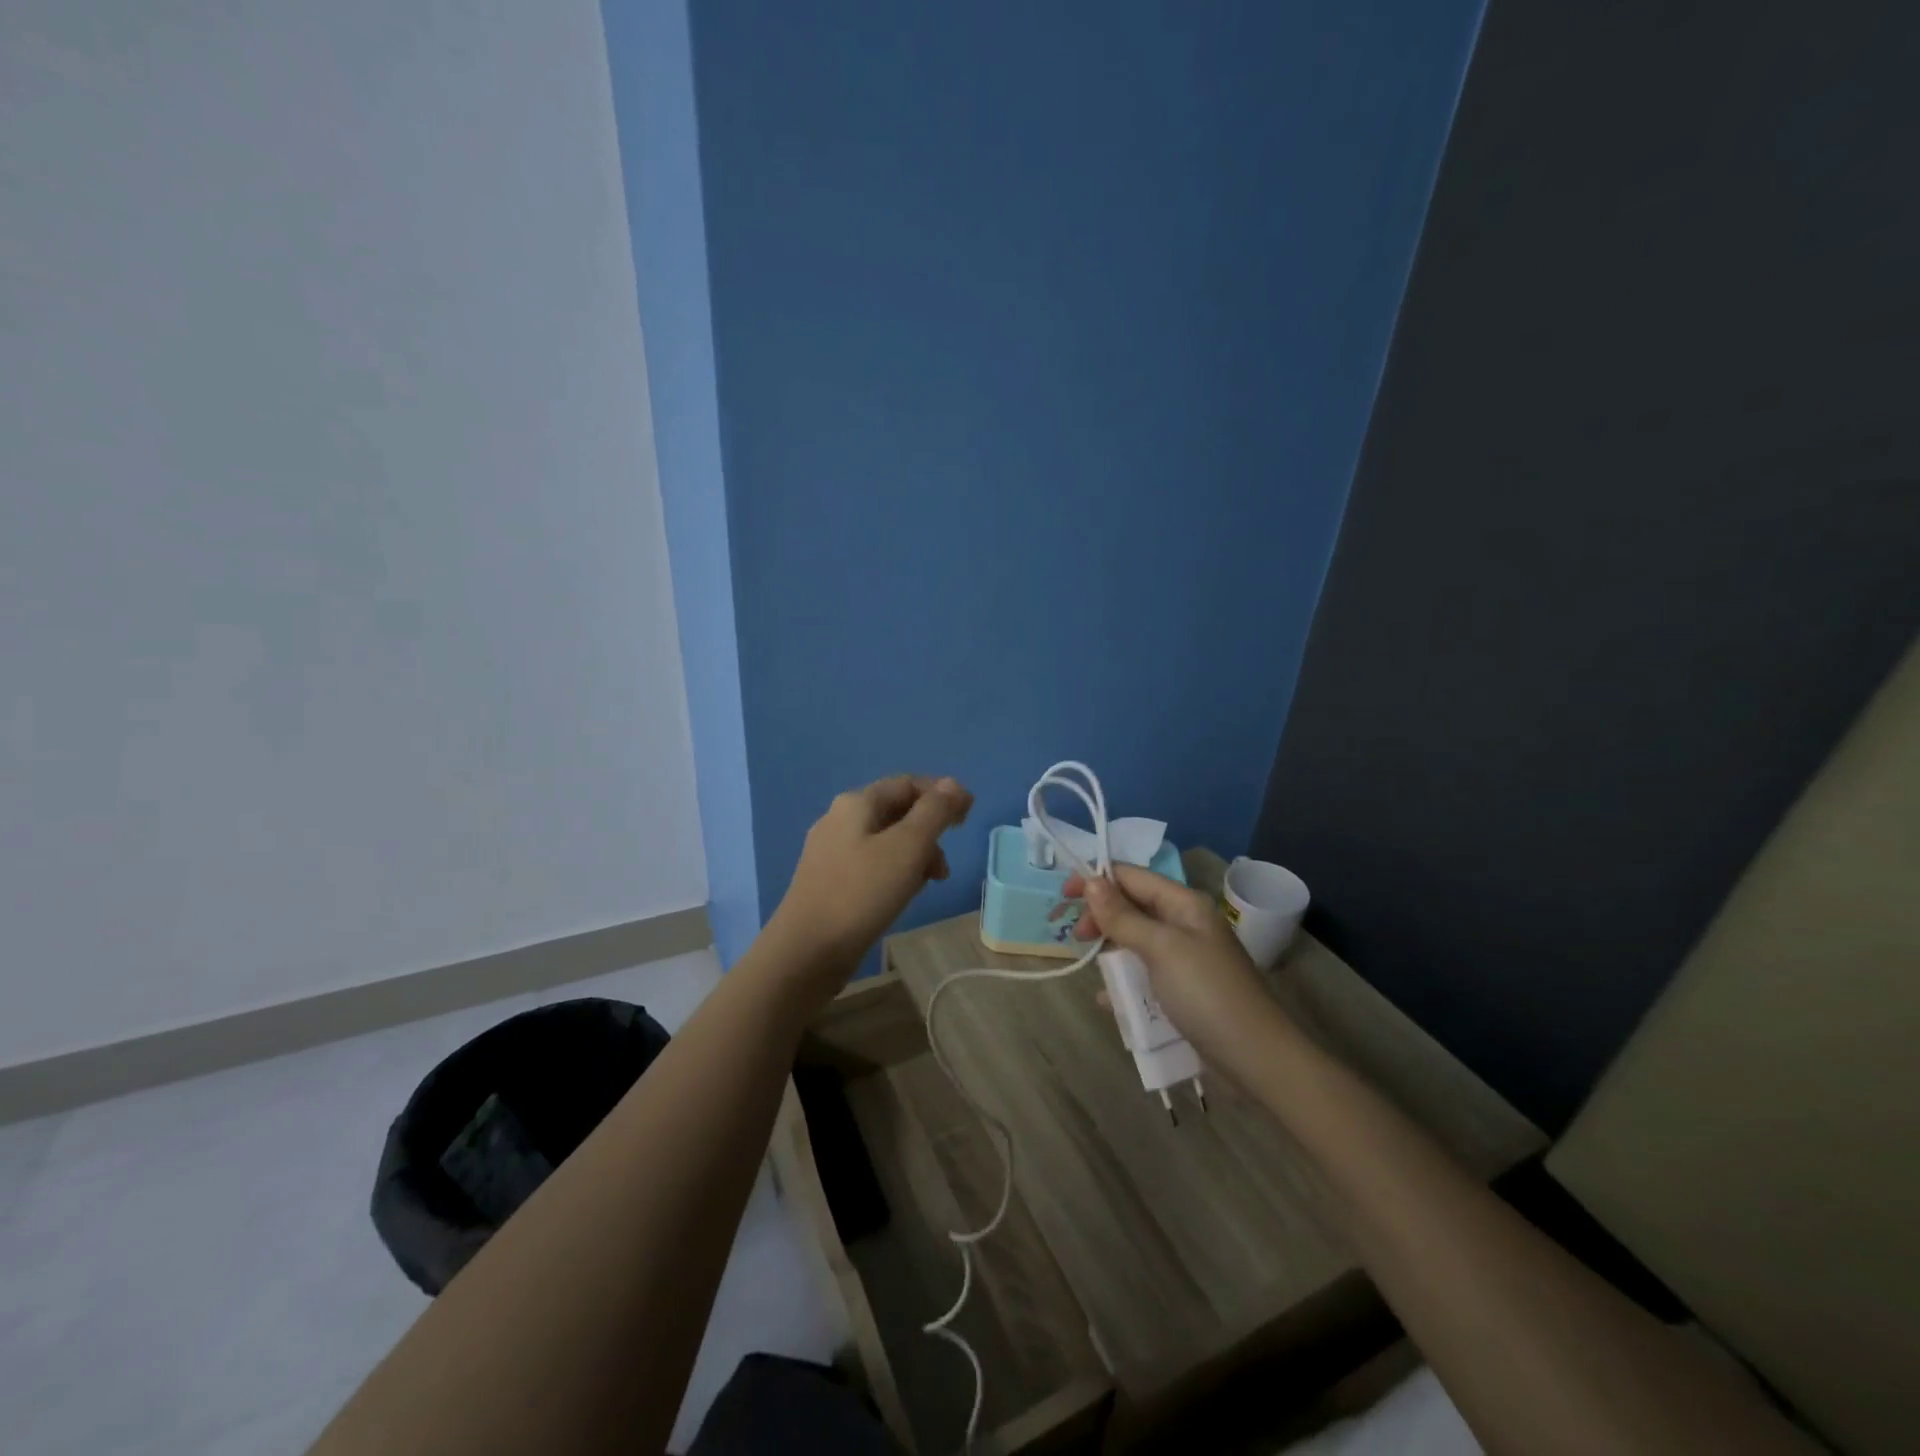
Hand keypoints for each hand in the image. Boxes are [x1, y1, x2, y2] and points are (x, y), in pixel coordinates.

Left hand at [769, 775, 973, 988]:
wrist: (807, 951)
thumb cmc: (862, 892)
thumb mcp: (908, 847)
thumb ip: (935, 811)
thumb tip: (954, 784)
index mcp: (857, 802)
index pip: (908, 783)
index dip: (942, 794)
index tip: (969, 818)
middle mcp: (840, 819)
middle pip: (897, 811)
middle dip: (930, 831)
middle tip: (945, 865)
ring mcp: (831, 851)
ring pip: (886, 841)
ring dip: (915, 855)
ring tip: (929, 884)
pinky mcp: (829, 881)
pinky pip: (872, 864)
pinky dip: (895, 872)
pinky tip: (902, 896)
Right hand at [1060, 864, 1283, 1067]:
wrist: (1256, 1059)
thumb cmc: (1207, 994)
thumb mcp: (1161, 949)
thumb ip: (1123, 916)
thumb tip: (1091, 881)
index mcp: (1184, 904)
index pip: (1133, 877)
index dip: (1097, 880)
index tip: (1063, 895)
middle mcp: (1185, 924)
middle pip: (1132, 907)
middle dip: (1101, 916)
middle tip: (1075, 936)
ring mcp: (1184, 959)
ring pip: (1135, 941)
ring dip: (1110, 949)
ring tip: (1089, 964)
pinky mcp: (1182, 990)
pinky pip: (1143, 975)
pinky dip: (1123, 981)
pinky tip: (1106, 999)